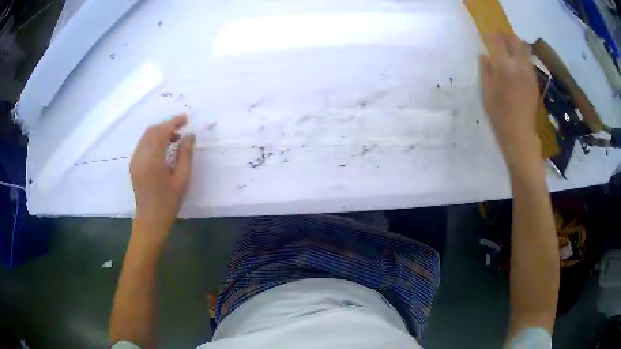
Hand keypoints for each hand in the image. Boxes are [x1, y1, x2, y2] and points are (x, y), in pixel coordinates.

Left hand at [130, 115, 194, 240]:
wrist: (151, 220)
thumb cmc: (169, 202)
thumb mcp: (182, 179)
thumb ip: (185, 154)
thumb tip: (190, 136)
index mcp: (152, 160)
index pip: (161, 132)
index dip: (174, 122)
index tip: (186, 119)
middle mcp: (140, 156)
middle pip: (152, 131)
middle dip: (166, 125)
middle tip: (182, 127)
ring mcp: (135, 160)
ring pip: (146, 136)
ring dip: (160, 132)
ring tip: (175, 137)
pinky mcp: (133, 164)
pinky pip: (143, 144)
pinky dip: (153, 140)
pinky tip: (163, 146)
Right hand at [480, 34, 540, 172]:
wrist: (520, 136)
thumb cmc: (499, 116)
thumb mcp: (486, 94)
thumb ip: (485, 71)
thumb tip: (485, 56)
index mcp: (504, 67)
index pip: (499, 41)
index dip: (494, 35)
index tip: (490, 35)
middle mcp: (518, 66)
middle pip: (515, 41)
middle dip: (508, 36)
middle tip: (502, 39)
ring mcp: (529, 74)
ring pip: (525, 50)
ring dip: (517, 45)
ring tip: (511, 48)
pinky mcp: (535, 83)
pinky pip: (530, 63)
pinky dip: (524, 57)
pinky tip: (519, 63)